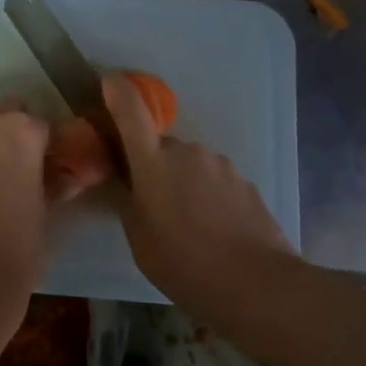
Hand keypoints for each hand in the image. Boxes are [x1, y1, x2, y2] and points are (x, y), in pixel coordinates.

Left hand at [0, 101, 51, 334]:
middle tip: (22, 166)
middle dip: (16, 132)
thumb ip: (57, 184)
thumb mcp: (48, 211)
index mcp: (21, 130)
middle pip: (6, 113)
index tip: (52, 165)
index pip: (44, 125)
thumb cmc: (19, 244)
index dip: (50, 145)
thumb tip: (68, 177)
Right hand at [103, 73, 293, 296]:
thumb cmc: (184, 264)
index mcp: (153, 162)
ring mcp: (220, 164)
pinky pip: (215, 181)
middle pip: (161, 147)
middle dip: (154, 166)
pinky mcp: (245, 182)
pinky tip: (215, 232)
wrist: (257, 284)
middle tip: (153, 205)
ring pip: (190, 165)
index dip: (117, 91)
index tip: (108, 81)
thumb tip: (129, 187)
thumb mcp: (140, 242)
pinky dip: (209, 197)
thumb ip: (130, 205)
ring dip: (184, 183)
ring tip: (189, 227)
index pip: (130, 111)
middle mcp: (187, 151)